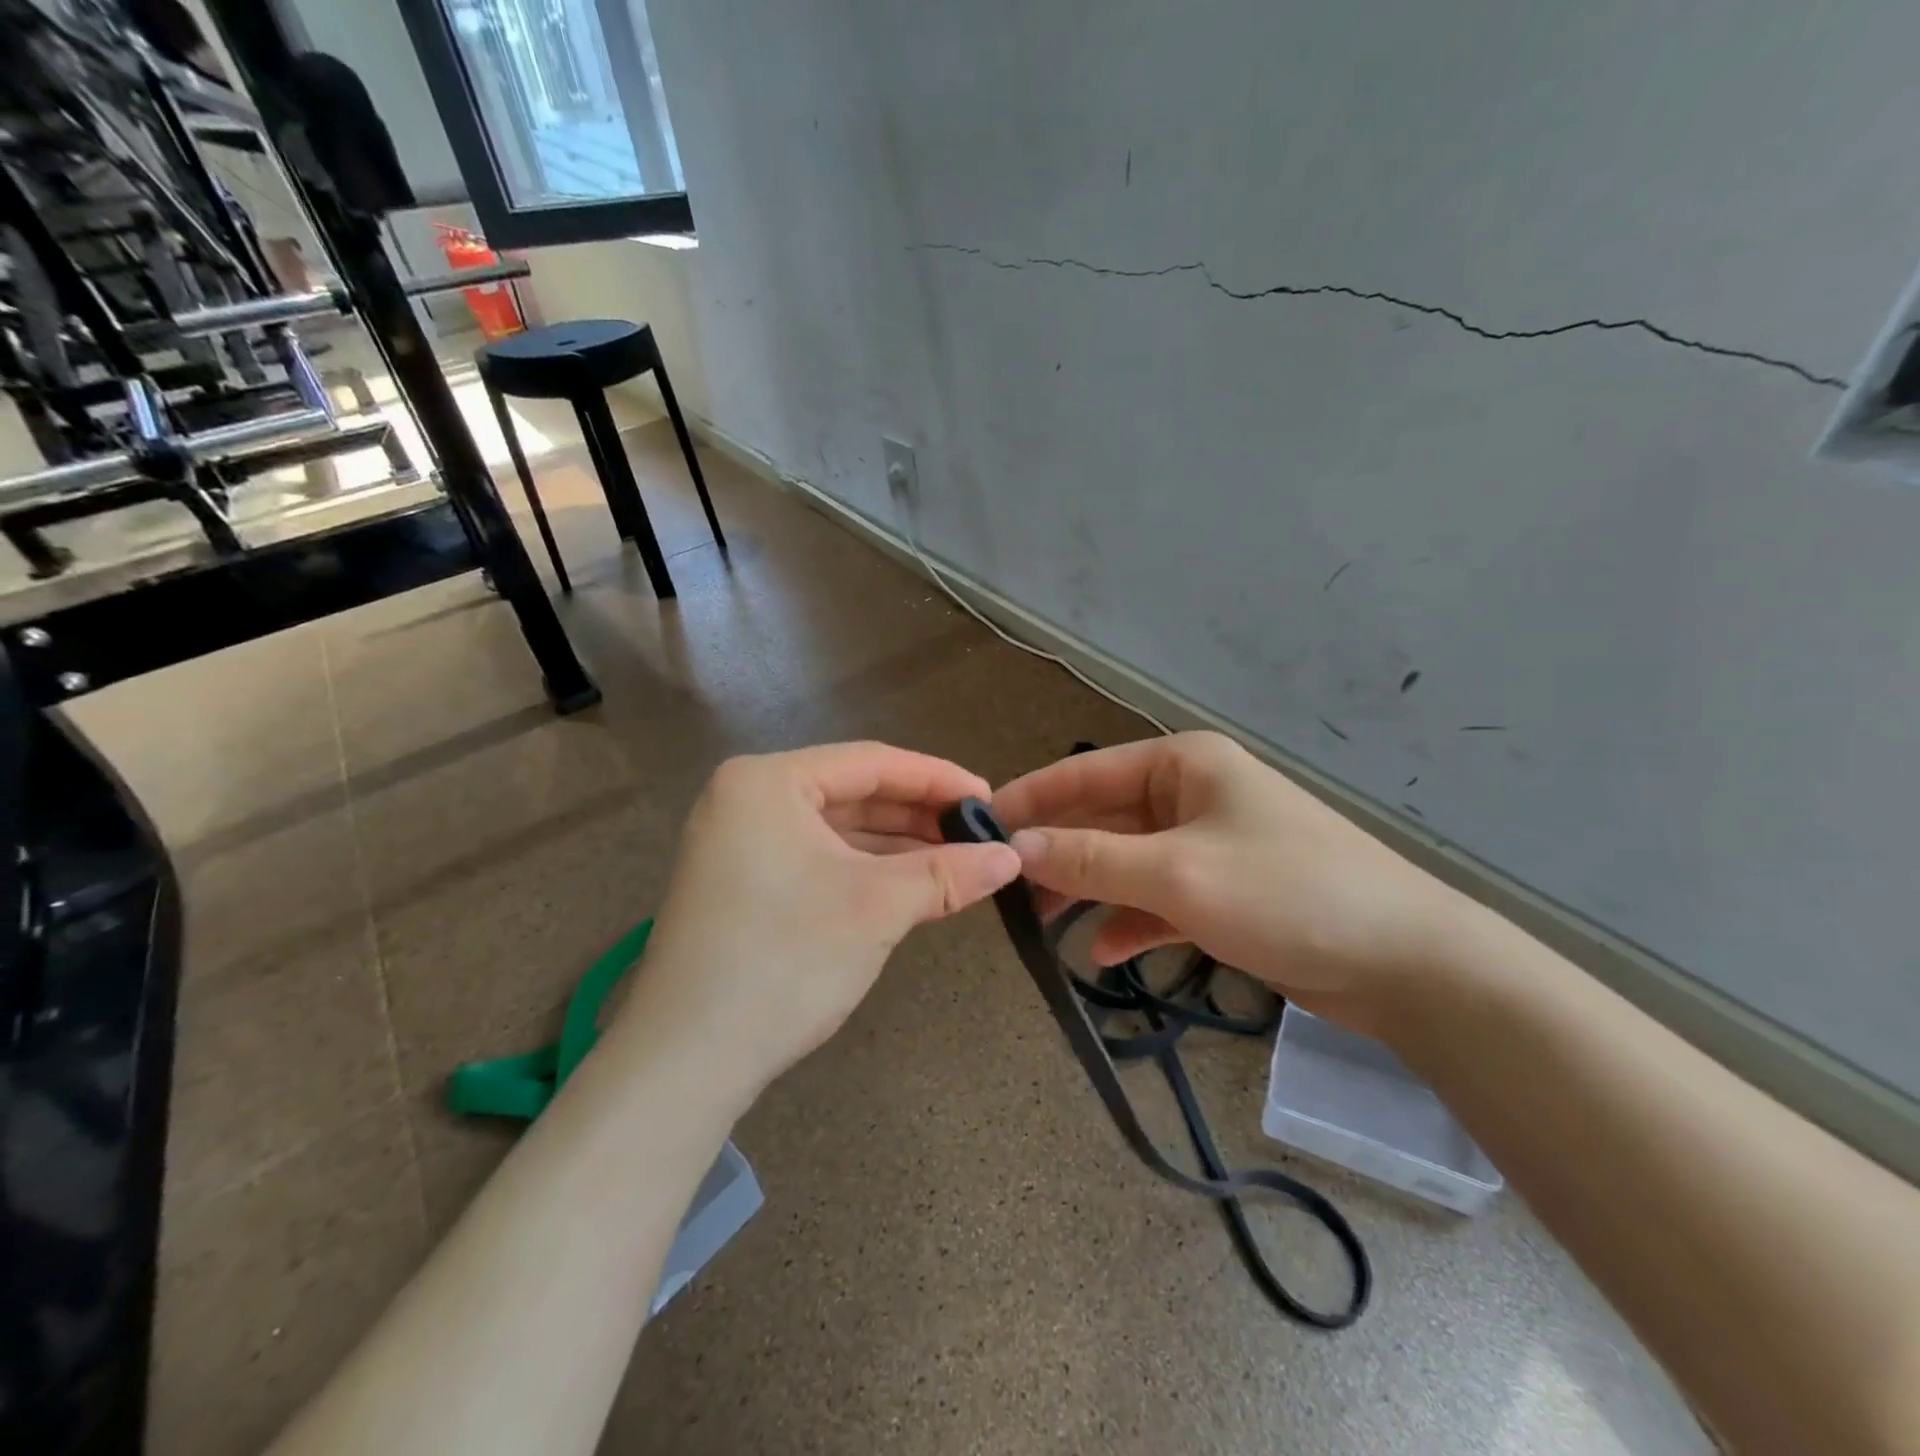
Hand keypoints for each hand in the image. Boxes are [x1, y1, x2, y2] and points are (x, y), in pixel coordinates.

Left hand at [619, 742, 1020, 1098]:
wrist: (686, 1060)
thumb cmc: (785, 959)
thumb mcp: (877, 907)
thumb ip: (948, 873)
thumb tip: (1012, 858)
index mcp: (768, 781)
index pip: (871, 763)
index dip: (937, 779)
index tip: (990, 801)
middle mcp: (747, 798)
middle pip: (852, 793)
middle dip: (917, 816)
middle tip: (978, 835)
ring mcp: (738, 842)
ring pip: (836, 829)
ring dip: (895, 846)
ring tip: (955, 862)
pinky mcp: (742, 883)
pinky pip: (817, 858)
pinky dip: (863, 870)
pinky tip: (908, 885)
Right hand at [991, 732, 1470, 1029]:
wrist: (1406, 963)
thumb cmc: (1286, 894)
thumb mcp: (1176, 874)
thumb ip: (1091, 858)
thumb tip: (1016, 846)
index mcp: (1183, 765)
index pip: (1086, 772)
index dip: (1031, 799)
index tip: (979, 828)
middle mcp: (1191, 794)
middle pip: (1102, 817)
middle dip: (1057, 853)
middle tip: (1006, 890)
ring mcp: (1208, 844)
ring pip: (1125, 860)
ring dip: (1087, 890)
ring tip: (1042, 926)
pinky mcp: (1223, 891)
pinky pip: (1156, 897)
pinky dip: (1129, 920)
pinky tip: (1103, 952)